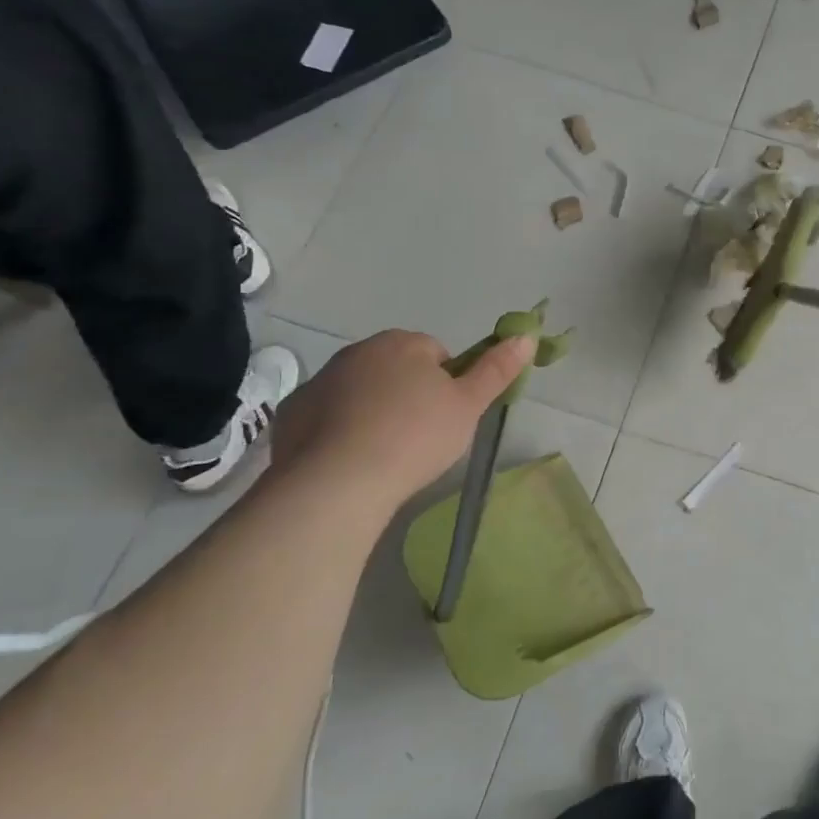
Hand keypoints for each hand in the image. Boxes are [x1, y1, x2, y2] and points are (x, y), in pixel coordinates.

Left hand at [268, 330, 534, 509]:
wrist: (337, 483)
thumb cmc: (415, 436)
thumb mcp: (469, 405)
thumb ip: (497, 369)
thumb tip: (526, 335)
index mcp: (402, 343)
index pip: (436, 353)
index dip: (447, 385)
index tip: (447, 417)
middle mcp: (357, 351)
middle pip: (395, 369)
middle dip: (408, 394)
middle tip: (420, 436)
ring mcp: (319, 381)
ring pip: (360, 392)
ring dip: (373, 411)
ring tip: (385, 453)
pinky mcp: (291, 414)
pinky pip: (326, 416)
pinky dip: (338, 431)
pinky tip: (350, 461)